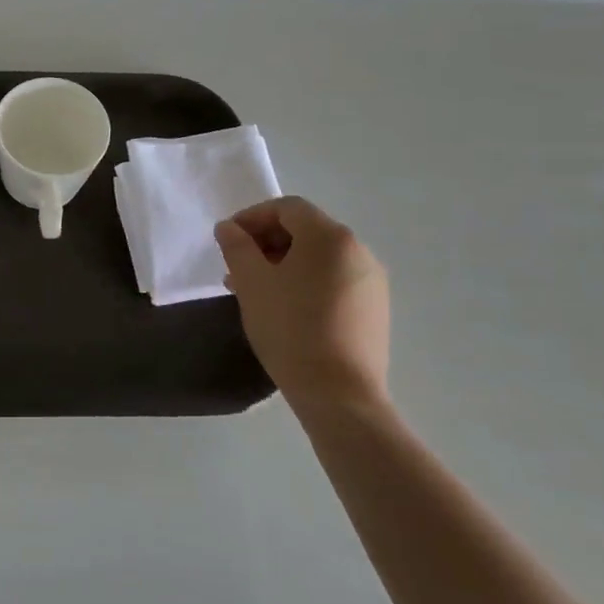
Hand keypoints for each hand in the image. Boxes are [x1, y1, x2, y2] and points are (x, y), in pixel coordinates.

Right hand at [215, 197, 389, 413]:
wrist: (340, 395)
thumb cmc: (291, 328)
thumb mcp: (251, 282)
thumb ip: (236, 246)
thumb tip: (228, 228)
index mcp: (330, 236)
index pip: (286, 208)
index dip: (252, 217)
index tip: (228, 241)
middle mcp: (358, 250)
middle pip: (304, 230)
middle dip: (266, 242)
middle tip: (237, 268)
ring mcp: (371, 281)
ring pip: (318, 257)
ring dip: (283, 264)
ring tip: (256, 291)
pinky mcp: (375, 310)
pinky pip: (334, 280)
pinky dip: (306, 282)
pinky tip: (285, 309)